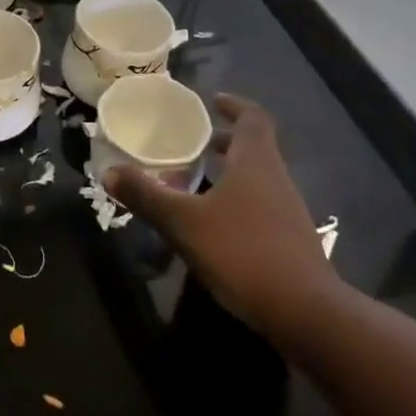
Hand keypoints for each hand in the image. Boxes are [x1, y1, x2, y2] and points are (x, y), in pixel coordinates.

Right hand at [103, 94, 341, 347]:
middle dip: (225, 141)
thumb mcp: (185, 223)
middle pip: (255, 146)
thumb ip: (147, 196)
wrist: (306, 314)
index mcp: (256, 161)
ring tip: (196, 180)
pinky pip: (261, 205)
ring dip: (230, 171)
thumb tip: (108, 171)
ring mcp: (288, 211)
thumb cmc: (244, 252)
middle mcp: (276, 178)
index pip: (253, 117)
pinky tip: (214, 222)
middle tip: (193, 142)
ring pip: (257, 177)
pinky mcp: (290, 240)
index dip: (234, 105)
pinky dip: (237, 200)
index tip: (212, 101)